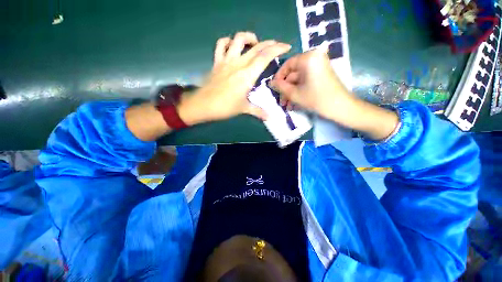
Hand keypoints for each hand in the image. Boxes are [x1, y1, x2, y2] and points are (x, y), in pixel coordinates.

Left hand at [178, 32, 291, 124]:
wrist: (203, 105)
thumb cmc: (225, 107)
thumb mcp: (244, 109)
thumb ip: (258, 111)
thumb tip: (269, 118)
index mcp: (247, 74)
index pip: (265, 56)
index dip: (277, 49)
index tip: (286, 47)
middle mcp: (238, 63)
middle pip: (256, 46)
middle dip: (270, 43)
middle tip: (277, 46)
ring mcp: (226, 60)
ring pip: (238, 39)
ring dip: (249, 37)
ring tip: (255, 43)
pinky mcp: (217, 62)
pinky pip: (221, 45)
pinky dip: (228, 42)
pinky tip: (233, 46)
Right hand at [269, 49, 352, 121]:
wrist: (341, 107)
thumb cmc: (316, 99)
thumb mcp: (295, 94)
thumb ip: (281, 87)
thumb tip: (270, 82)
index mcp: (308, 58)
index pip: (287, 64)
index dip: (279, 77)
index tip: (273, 89)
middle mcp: (314, 58)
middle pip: (293, 74)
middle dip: (286, 90)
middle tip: (281, 102)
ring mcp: (319, 66)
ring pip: (299, 80)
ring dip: (291, 93)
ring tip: (287, 106)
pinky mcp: (321, 75)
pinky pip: (306, 82)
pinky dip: (299, 92)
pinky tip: (294, 104)